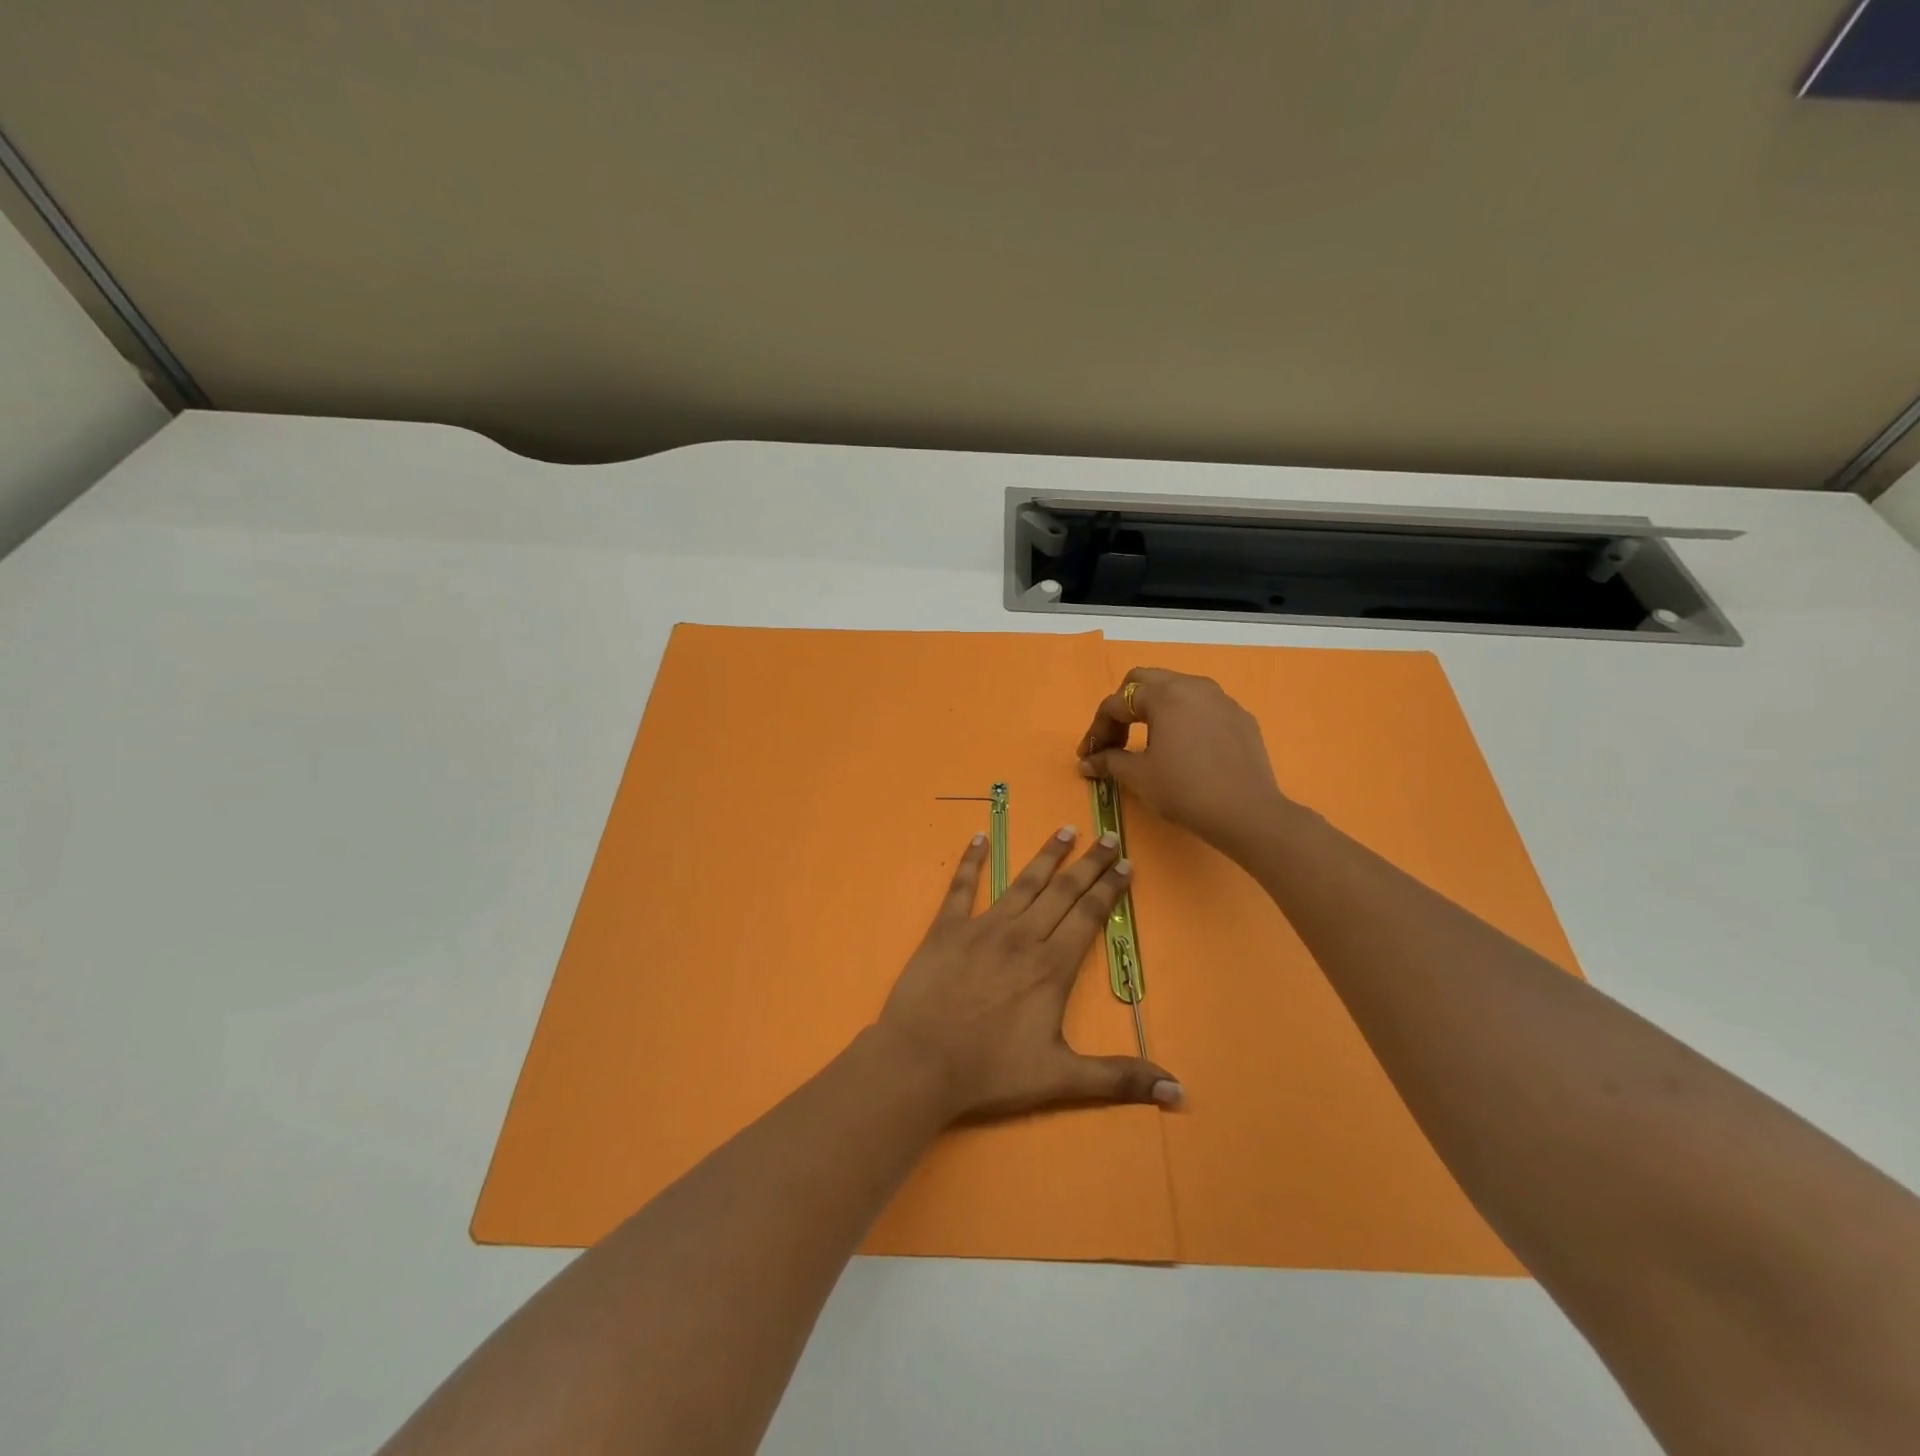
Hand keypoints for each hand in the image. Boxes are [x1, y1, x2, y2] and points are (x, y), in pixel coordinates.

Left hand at [876, 828, 1180, 1120]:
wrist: (921, 1062)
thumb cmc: (991, 1071)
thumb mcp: (1061, 1078)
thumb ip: (1119, 1078)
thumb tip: (1178, 1091)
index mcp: (1052, 966)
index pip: (1089, 915)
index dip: (1109, 888)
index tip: (1126, 864)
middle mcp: (1022, 937)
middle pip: (1063, 892)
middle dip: (1089, 863)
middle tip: (1109, 836)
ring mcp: (982, 927)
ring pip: (1023, 883)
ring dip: (1046, 856)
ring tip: (1065, 830)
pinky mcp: (946, 928)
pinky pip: (961, 886)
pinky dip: (971, 860)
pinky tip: (979, 837)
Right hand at [1077, 667, 1293, 858]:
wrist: (1247, 813)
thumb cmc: (1185, 790)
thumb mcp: (1139, 777)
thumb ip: (1109, 761)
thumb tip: (1087, 762)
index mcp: (1164, 695)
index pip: (1117, 703)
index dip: (1097, 729)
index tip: (1088, 755)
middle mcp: (1193, 686)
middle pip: (1145, 680)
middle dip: (1123, 705)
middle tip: (1115, 736)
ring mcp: (1221, 699)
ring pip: (1177, 688)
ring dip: (1154, 707)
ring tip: (1148, 739)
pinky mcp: (1240, 717)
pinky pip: (1203, 706)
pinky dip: (1184, 718)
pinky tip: (1184, 747)